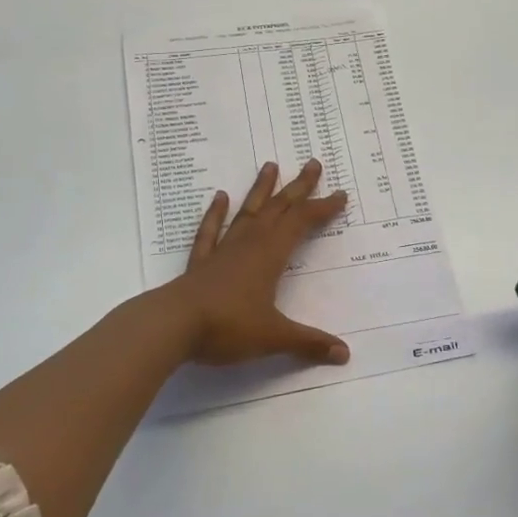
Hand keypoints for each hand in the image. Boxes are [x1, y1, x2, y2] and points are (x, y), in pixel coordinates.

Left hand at [163, 159, 350, 367]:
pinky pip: (211, 231)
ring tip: (270, 165)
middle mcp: (249, 244)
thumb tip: (344, 353)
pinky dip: (216, 213)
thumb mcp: (273, 337)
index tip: (340, 194)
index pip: (302, 223)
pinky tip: (220, 197)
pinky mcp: (202, 262)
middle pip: (278, 208)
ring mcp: (223, 250)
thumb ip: (309, 343)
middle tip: (313, 163)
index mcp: (270, 256)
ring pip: (247, 212)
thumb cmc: (227, 327)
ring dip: (261, 189)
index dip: (322, 208)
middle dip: (299, 187)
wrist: (173, 326)